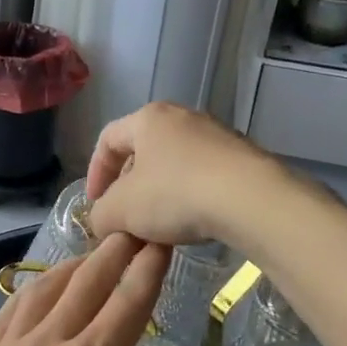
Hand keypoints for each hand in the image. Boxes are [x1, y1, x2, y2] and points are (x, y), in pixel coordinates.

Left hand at [0, 235, 252, 345]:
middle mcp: (48, 342)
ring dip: (78, 262)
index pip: (129, 301)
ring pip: (49, 286)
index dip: (151, 266)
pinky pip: (14, 305)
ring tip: (98, 249)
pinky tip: (42, 286)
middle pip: (89, 281)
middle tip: (138, 224)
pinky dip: (37, 285)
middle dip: (117, 249)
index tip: (166, 235)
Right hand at [86, 102, 280, 248]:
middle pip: (143, 152)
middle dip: (129, 188)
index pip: (108, 140)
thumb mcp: (121, 211)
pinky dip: (190, 198)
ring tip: (159, 228)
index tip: (95, 205)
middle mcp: (182, 117)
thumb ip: (100, 215)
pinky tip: (192, 224)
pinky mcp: (242, 158)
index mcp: (148, 118)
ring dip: (160, 196)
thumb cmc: (175, 194)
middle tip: (126, 218)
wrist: (251, 199)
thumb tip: (103, 221)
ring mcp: (217, 136)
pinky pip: (203, 176)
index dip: (95, 173)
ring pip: (174, 166)